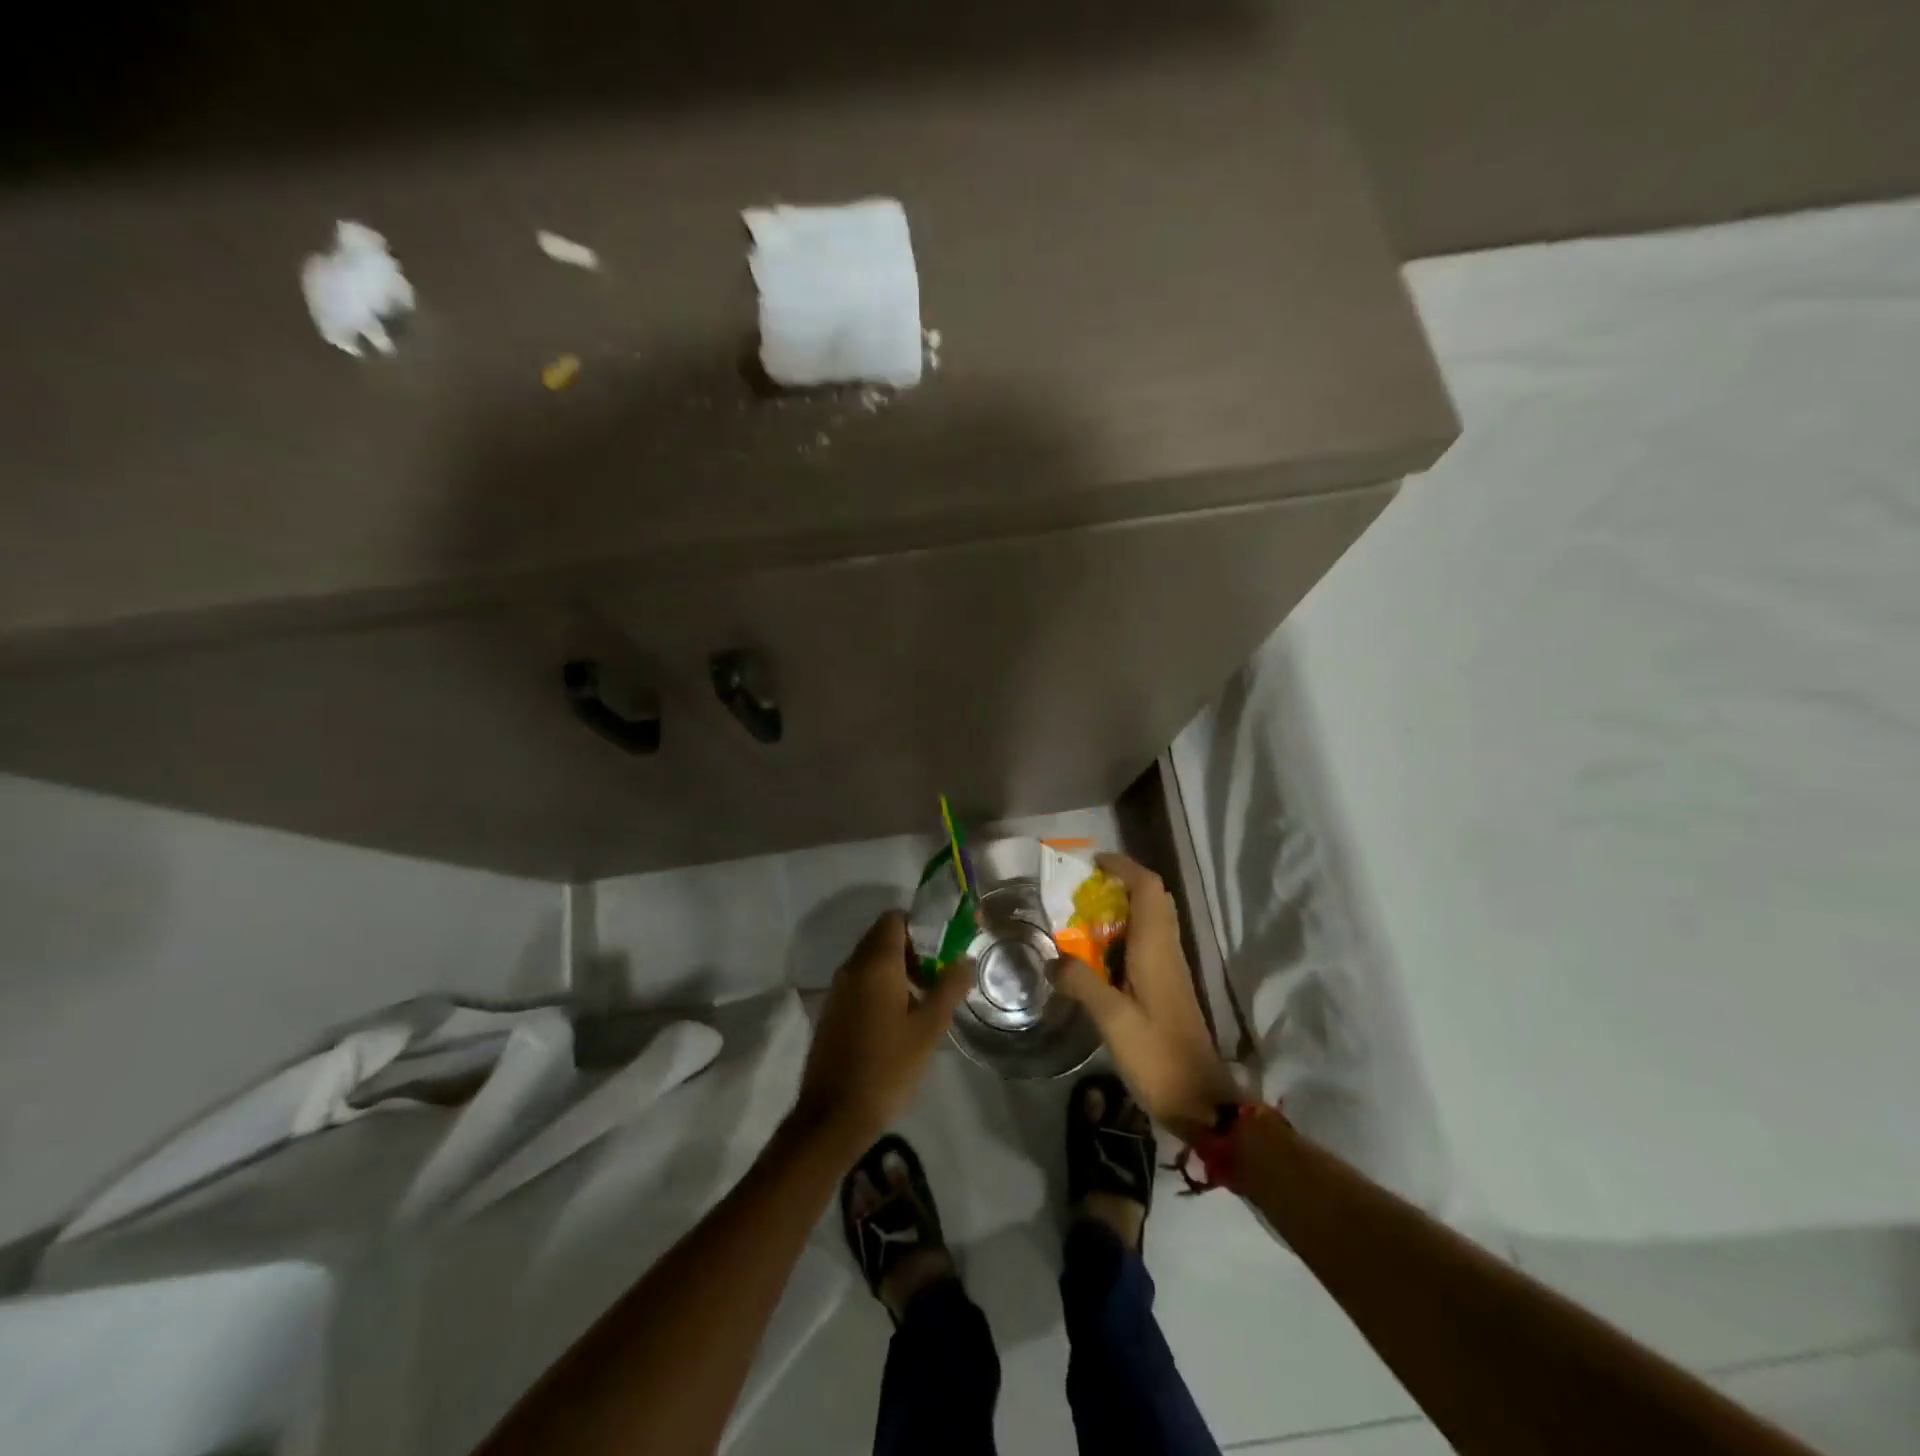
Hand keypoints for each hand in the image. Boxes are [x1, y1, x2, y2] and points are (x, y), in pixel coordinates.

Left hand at [792, 911, 971, 1154]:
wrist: (833, 1115)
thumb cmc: (887, 1067)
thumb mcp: (928, 1028)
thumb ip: (949, 988)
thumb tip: (965, 959)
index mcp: (875, 964)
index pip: (894, 919)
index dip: (920, 926)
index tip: (943, 948)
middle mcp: (852, 968)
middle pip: (883, 937)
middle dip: (913, 949)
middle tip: (939, 976)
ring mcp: (838, 990)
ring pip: (871, 961)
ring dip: (898, 969)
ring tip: (924, 999)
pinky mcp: (832, 1011)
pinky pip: (860, 982)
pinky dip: (881, 986)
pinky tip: (900, 1019)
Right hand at [1052, 854, 1240, 1140]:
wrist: (1200, 1100)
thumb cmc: (1156, 1054)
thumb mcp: (1111, 1019)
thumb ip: (1081, 982)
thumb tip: (1053, 959)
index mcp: (1156, 948)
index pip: (1148, 888)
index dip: (1124, 867)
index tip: (1092, 863)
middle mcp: (1167, 950)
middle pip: (1153, 899)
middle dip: (1121, 883)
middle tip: (1084, 890)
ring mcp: (1170, 969)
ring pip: (1151, 920)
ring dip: (1122, 909)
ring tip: (1082, 917)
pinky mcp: (1167, 987)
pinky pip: (1147, 943)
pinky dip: (1123, 935)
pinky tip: (1097, 956)